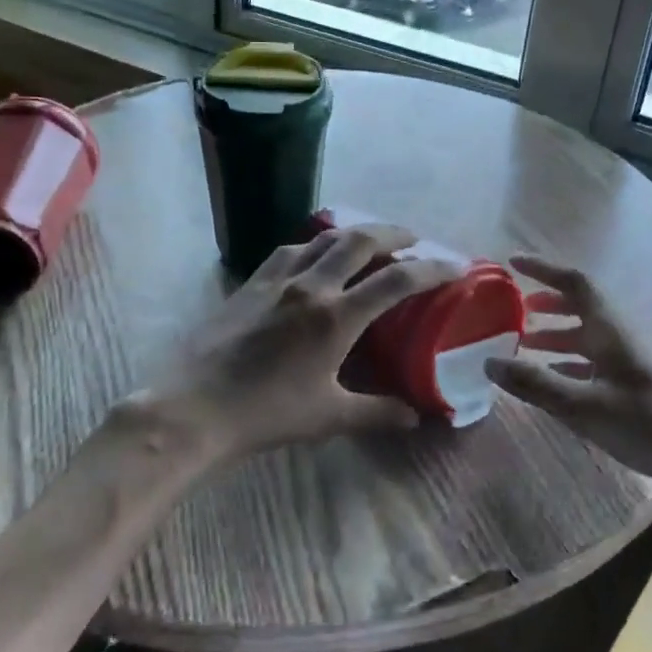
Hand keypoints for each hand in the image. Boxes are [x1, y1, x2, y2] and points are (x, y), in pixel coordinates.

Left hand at [138, 223, 461, 464]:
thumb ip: (377, 413)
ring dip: (353, 234)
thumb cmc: (267, 413)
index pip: (396, 281)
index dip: (432, 268)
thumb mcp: (330, 417)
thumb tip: (417, 418)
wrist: (194, 406)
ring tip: (369, 242)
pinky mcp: (250, 284)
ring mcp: (277, 280)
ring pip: (322, 238)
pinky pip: (290, 251)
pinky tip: (313, 259)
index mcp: (336, 317)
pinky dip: (313, 246)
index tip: (456, 264)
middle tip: (413, 238)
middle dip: (393, 233)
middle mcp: (311, 286)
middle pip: (360, 240)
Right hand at [485, 254, 651, 487]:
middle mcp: (621, 336)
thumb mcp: (584, 406)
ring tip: (525, 344)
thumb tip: (489, 363)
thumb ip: (536, 384)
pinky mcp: (636, 383)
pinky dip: (569, 361)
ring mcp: (631, 360)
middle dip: (547, 302)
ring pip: (587, 334)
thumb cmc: (645, 422)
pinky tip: (555, 377)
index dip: (544, 269)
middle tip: (516, 308)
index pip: (575, 283)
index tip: (513, 263)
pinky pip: (595, 359)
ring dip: (556, 334)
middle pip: (581, 306)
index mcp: (610, 330)